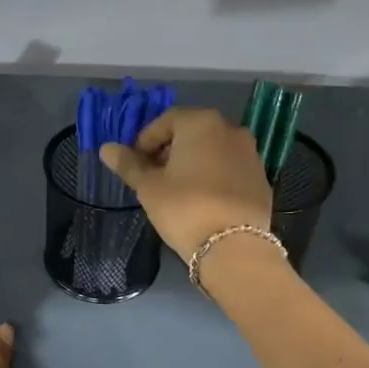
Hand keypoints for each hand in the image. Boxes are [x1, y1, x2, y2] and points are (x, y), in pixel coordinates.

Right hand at [100, 107, 272, 262]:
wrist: (235, 247)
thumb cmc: (185, 209)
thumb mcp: (149, 188)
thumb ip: (129, 164)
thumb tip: (106, 148)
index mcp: (201, 123)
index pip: (165, 120)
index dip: (145, 140)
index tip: (135, 163)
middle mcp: (230, 129)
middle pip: (192, 132)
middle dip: (170, 150)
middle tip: (154, 176)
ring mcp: (251, 154)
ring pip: (213, 150)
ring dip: (194, 162)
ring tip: (178, 189)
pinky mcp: (261, 178)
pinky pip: (230, 169)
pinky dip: (214, 176)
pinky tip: (204, 200)